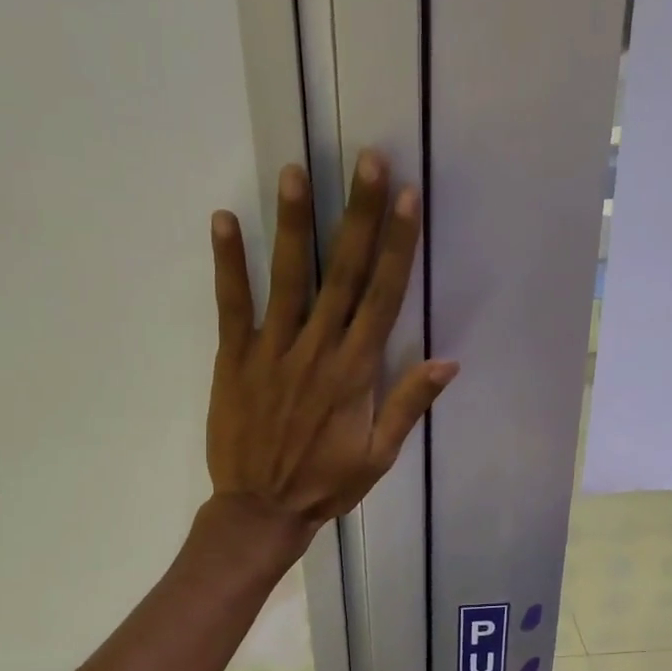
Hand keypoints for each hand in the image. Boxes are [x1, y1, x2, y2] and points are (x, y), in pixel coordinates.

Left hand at [206, 151, 457, 541]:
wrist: (261, 509)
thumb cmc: (326, 484)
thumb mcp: (379, 456)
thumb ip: (409, 404)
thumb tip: (448, 361)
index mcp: (356, 371)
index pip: (383, 296)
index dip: (397, 245)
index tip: (407, 197)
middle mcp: (318, 349)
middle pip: (344, 273)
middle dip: (358, 215)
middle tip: (367, 160)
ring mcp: (273, 350)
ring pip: (288, 278)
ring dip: (293, 223)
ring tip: (296, 171)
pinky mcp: (235, 359)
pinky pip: (231, 304)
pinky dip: (228, 263)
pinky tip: (223, 220)